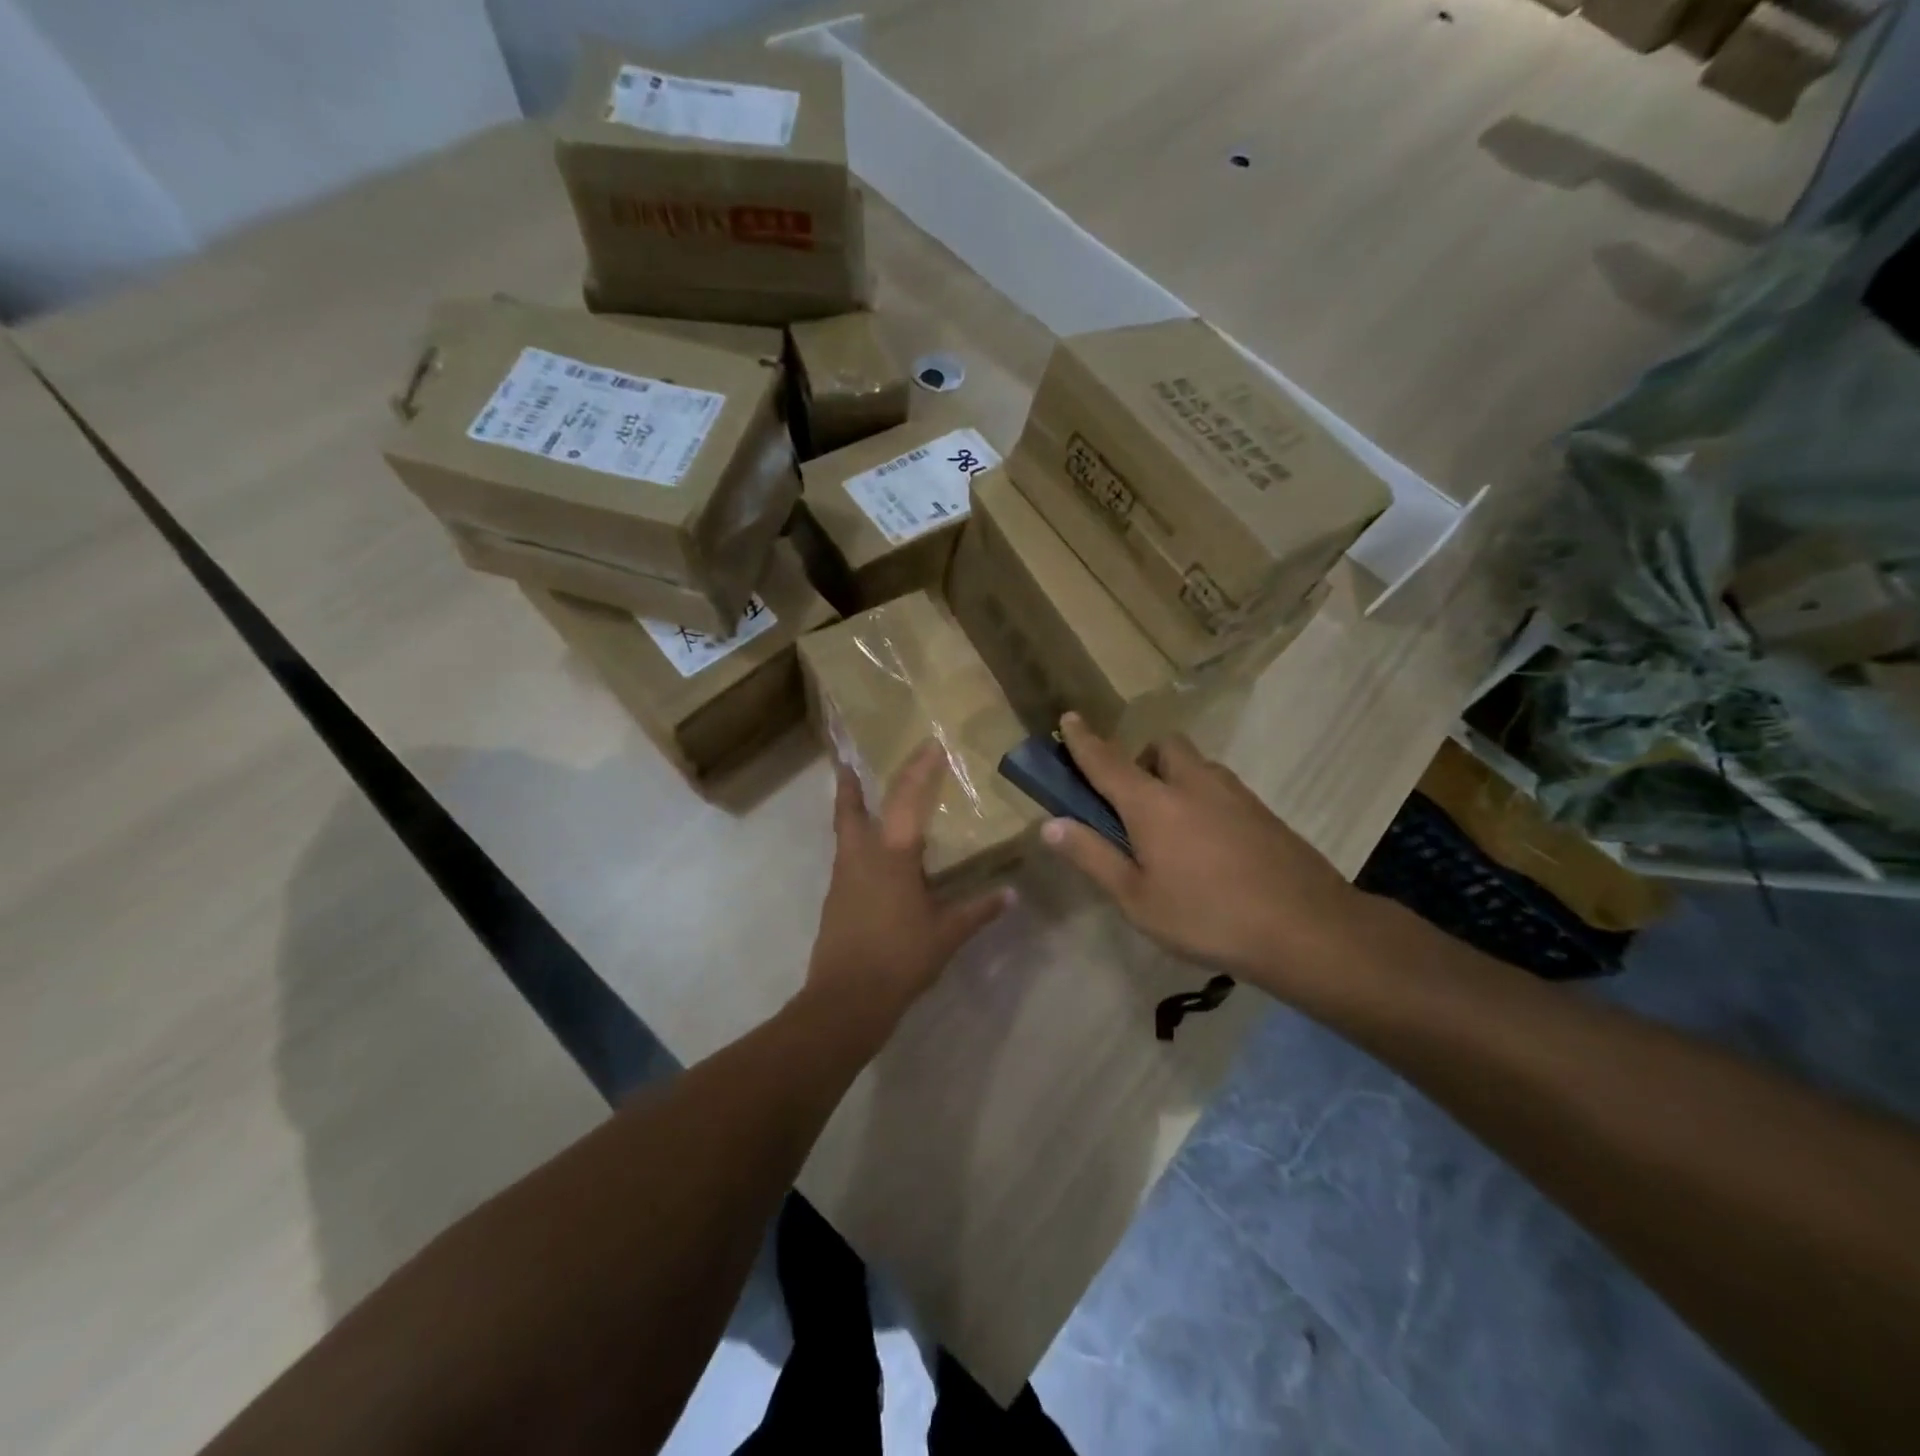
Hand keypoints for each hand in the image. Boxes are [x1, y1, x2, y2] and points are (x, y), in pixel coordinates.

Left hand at [805, 741, 1014, 1036]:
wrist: (846, 1000)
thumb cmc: (900, 958)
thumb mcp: (946, 934)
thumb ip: (978, 910)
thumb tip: (1011, 894)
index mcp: (892, 856)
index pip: (906, 799)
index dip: (919, 770)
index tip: (928, 746)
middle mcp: (862, 857)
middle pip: (849, 809)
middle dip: (849, 783)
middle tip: (848, 760)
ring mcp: (843, 878)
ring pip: (844, 832)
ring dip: (851, 811)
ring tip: (864, 800)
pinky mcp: (836, 900)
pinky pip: (847, 858)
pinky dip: (856, 844)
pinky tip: (873, 858)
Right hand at [1041, 713, 1367, 996]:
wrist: (1307, 928)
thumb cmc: (1207, 917)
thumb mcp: (1137, 898)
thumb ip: (1092, 856)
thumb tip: (1049, 825)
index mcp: (1153, 803)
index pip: (1107, 760)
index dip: (1083, 740)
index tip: (1069, 718)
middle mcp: (1193, 785)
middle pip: (1162, 746)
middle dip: (1141, 759)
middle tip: (1134, 803)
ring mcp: (1234, 795)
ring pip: (1196, 765)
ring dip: (1175, 777)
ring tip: (1173, 829)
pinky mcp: (1263, 812)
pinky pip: (1221, 788)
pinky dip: (1203, 799)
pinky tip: (1211, 847)